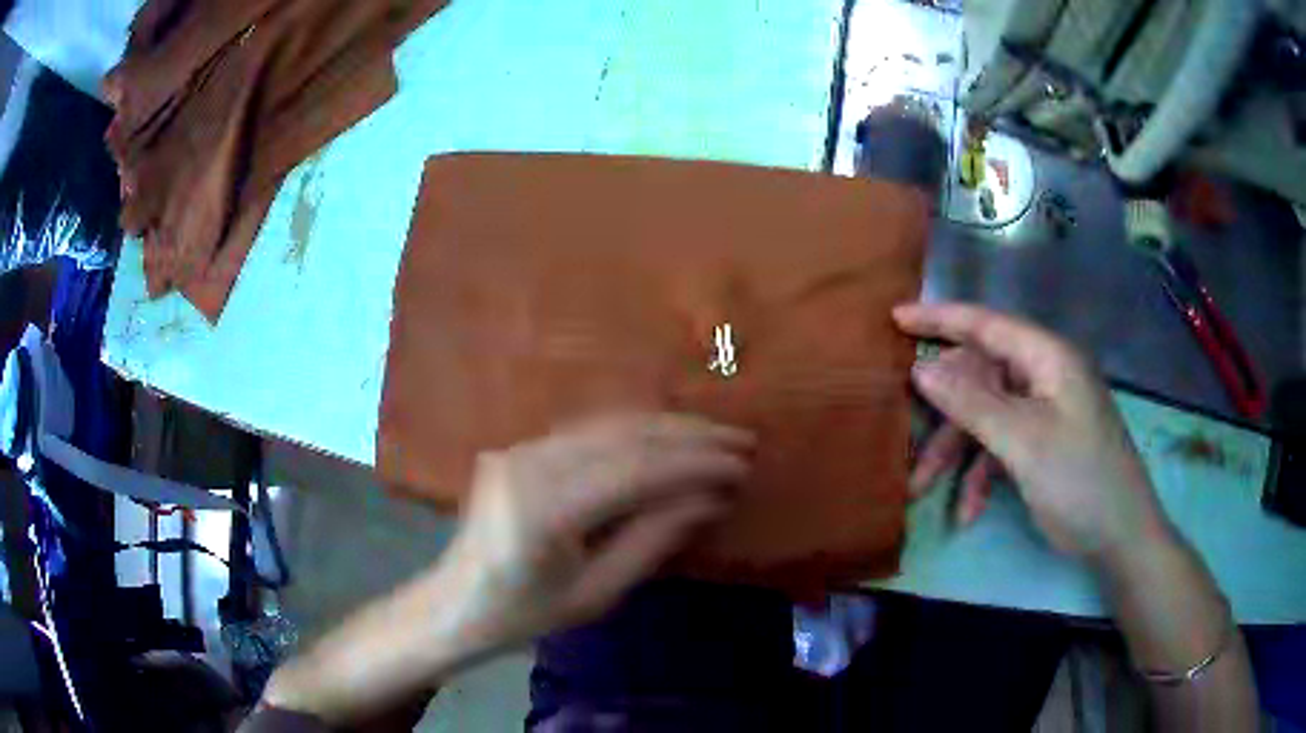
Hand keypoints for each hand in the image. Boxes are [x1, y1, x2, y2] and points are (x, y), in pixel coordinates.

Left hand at [437, 413, 753, 646]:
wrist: (456, 603)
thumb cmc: (524, 615)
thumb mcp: (597, 593)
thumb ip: (652, 540)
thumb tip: (709, 500)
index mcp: (544, 510)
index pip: (636, 471)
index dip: (694, 464)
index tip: (742, 465)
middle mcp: (529, 464)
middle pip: (623, 434)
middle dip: (688, 435)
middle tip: (742, 440)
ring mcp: (519, 449)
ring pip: (607, 423)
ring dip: (666, 427)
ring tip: (716, 435)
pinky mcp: (519, 447)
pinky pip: (587, 431)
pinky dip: (635, 432)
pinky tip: (668, 437)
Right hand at [894, 303, 1173, 565]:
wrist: (1120, 536)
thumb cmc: (1079, 480)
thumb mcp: (1023, 442)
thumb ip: (972, 403)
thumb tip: (922, 369)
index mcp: (1047, 358)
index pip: (986, 324)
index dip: (939, 318)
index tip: (894, 318)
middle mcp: (1043, 376)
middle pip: (980, 379)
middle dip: (943, 417)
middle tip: (908, 445)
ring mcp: (1044, 412)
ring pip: (985, 418)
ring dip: (956, 455)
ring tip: (923, 491)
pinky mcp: (1043, 443)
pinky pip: (1000, 446)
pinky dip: (981, 475)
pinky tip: (968, 511)